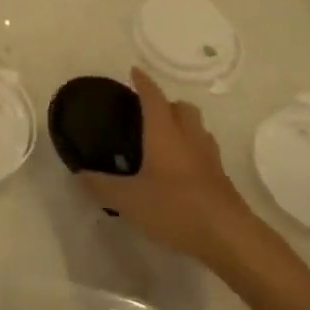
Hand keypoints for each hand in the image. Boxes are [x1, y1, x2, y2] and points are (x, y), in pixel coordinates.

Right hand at [79, 68, 267, 270]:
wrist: (230, 237)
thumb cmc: (176, 208)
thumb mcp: (130, 200)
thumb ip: (103, 186)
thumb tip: (80, 174)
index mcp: (164, 132)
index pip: (153, 96)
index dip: (143, 82)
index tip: (134, 71)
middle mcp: (189, 137)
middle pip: (182, 107)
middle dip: (167, 103)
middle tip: (149, 112)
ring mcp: (209, 157)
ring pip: (198, 128)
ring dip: (184, 125)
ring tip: (166, 139)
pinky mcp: (222, 179)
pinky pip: (206, 152)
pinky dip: (193, 151)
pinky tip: (182, 170)